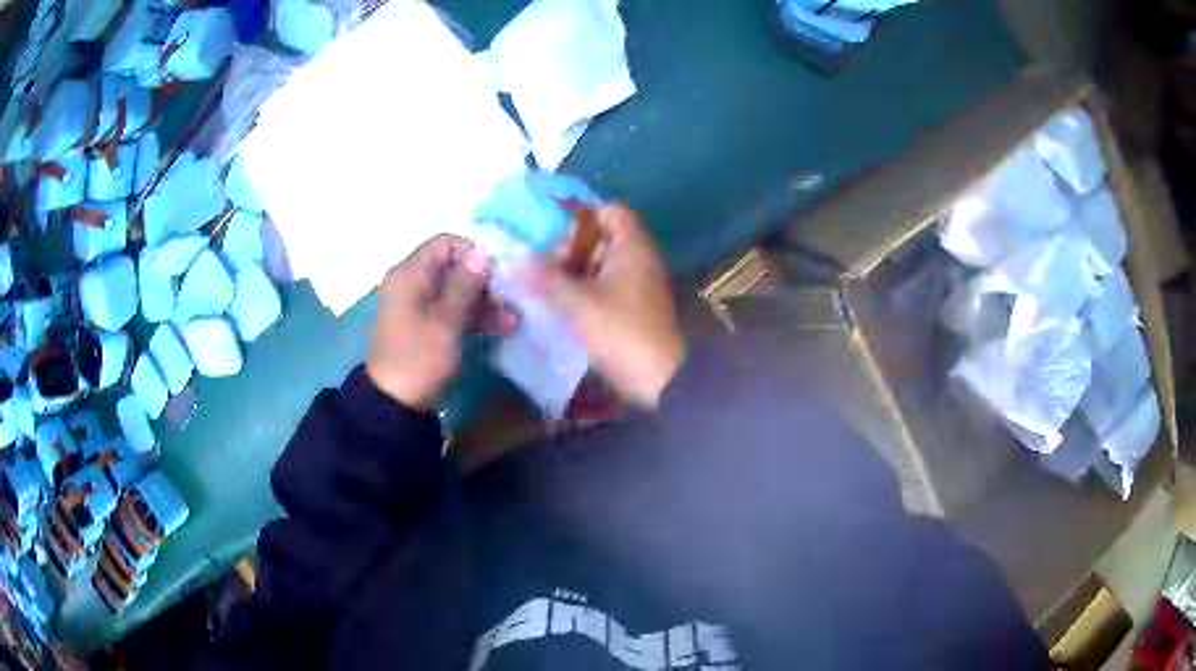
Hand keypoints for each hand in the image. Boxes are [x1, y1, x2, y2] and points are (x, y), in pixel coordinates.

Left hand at [366, 236, 513, 411]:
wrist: (396, 403)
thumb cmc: (420, 357)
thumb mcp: (446, 320)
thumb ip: (466, 284)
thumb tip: (484, 251)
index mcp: (410, 274)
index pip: (445, 244)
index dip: (473, 252)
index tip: (499, 270)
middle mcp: (413, 283)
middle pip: (454, 268)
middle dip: (485, 281)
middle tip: (512, 297)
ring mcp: (420, 306)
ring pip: (458, 291)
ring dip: (486, 302)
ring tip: (515, 319)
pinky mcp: (427, 326)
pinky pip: (454, 311)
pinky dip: (475, 316)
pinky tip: (504, 327)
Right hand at [526, 204, 684, 405]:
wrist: (661, 380)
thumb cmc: (622, 332)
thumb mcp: (578, 303)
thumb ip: (544, 278)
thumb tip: (515, 259)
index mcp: (632, 245)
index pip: (608, 210)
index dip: (579, 212)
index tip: (546, 226)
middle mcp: (638, 258)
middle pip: (600, 236)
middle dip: (568, 246)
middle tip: (539, 263)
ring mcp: (637, 283)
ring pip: (599, 263)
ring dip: (572, 270)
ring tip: (540, 283)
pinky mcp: (633, 307)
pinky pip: (603, 285)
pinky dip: (582, 288)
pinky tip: (557, 303)